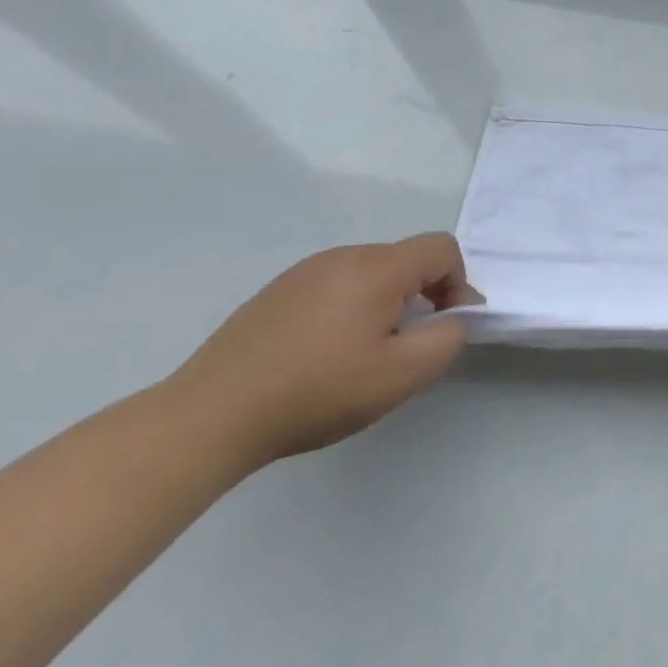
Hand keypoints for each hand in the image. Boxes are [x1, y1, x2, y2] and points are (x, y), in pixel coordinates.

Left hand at [166, 233, 482, 466]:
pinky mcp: (275, 293)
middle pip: (405, 260)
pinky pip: (332, 287)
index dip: (459, 282)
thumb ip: (447, 339)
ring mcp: (304, 272)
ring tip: (363, 355)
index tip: (448, 325)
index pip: (442, 249)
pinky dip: (347, 309)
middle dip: (421, 295)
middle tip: (407, 347)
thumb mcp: (401, 375)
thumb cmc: (317, 391)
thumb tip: (452, 319)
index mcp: (378, 267)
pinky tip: (322, 355)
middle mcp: (343, 256)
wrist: (209, 417)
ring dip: (384, 303)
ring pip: (368, 274)